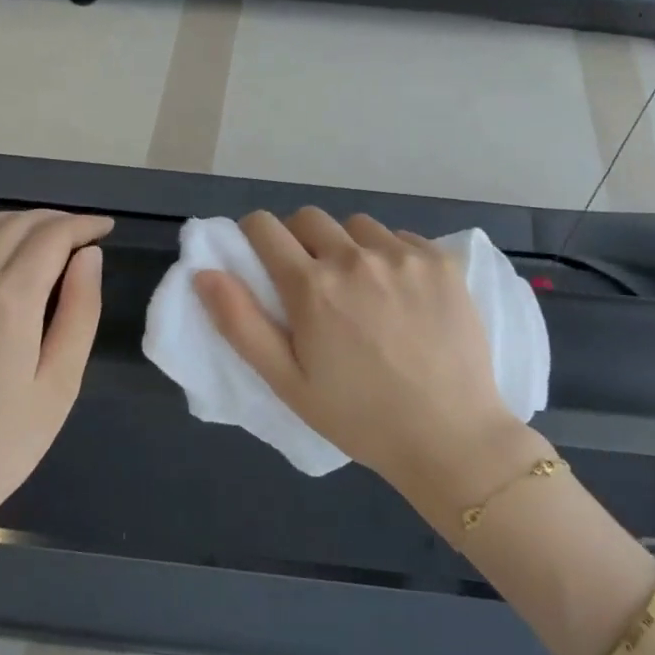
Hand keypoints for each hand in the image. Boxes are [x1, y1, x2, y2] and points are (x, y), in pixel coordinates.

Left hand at [0, 210, 110, 535]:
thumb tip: (89, 257)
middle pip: (14, 226)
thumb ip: (79, 312)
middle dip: (54, 221)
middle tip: (82, 234)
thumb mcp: (60, 385)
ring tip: (39, 235)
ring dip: (11, 221)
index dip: (84, 225)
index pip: (52, 237)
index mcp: (10, 299)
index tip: (106, 228)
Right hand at [195, 209, 536, 499]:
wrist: (450, 437)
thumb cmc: (359, 417)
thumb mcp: (287, 382)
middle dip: (299, 240)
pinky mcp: (442, 261)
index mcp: (312, 287)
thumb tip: (205, 272)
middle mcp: (356, 257)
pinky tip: (402, 295)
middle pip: (310, 218)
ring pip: (357, 226)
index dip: (254, 237)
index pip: (265, 227)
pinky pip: (401, 239)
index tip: (261, 258)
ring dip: (347, 246)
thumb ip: (240, 323)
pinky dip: (391, 256)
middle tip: (311, 282)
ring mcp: (404, 255)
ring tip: (362, 289)